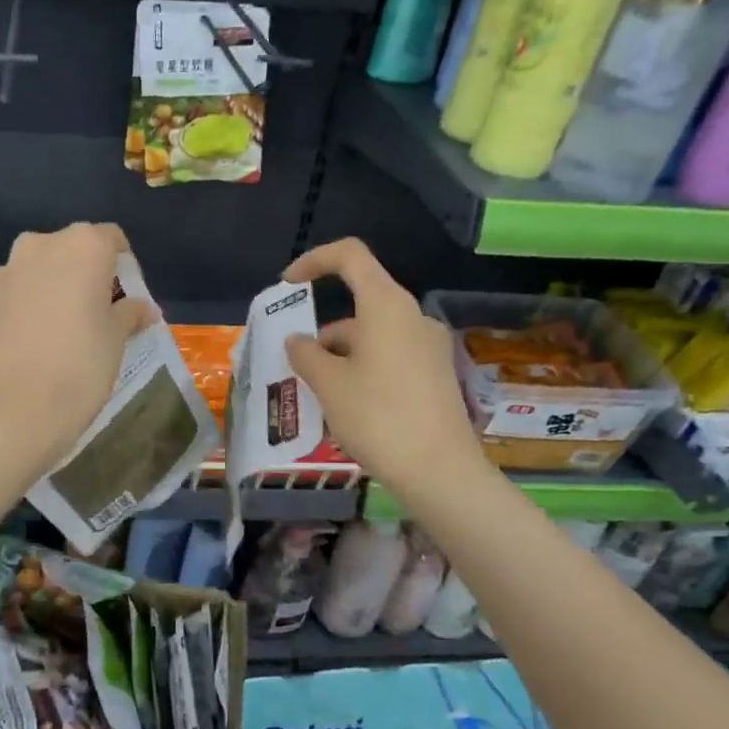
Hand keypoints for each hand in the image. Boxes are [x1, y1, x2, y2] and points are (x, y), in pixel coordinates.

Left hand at [0, 223, 153, 477]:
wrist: (12, 408)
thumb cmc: (80, 366)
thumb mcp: (116, 340)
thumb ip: (129, 314)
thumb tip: (142, 308)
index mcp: (82, 246)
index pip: (111, 239)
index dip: (123, 267)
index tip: (126, 299)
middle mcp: (40, 246)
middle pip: (71, 250)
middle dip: (84, 275)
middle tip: (95, 314)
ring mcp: (4, 272)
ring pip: (37, 271)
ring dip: (51, 289)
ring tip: (59, 332)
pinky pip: (12, 296)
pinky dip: (23, 309)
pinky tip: (29, 346)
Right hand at [281, 238, 487, 490]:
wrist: (440, 471)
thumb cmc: (378, 417)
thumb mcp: (328, 384)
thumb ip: (306, 354)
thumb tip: (297, 341)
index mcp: (386, 306)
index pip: (350, 256)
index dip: (314, 261)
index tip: (288, 285)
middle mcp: (412, 317)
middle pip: (360, 304)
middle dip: (323, 332)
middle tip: (296, 367)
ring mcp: (429, 346)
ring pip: (373, 336)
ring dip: (340, 356)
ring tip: (318, 396)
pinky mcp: (436, 374)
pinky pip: (390, 357)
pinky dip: (362, 369)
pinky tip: (348, 407)